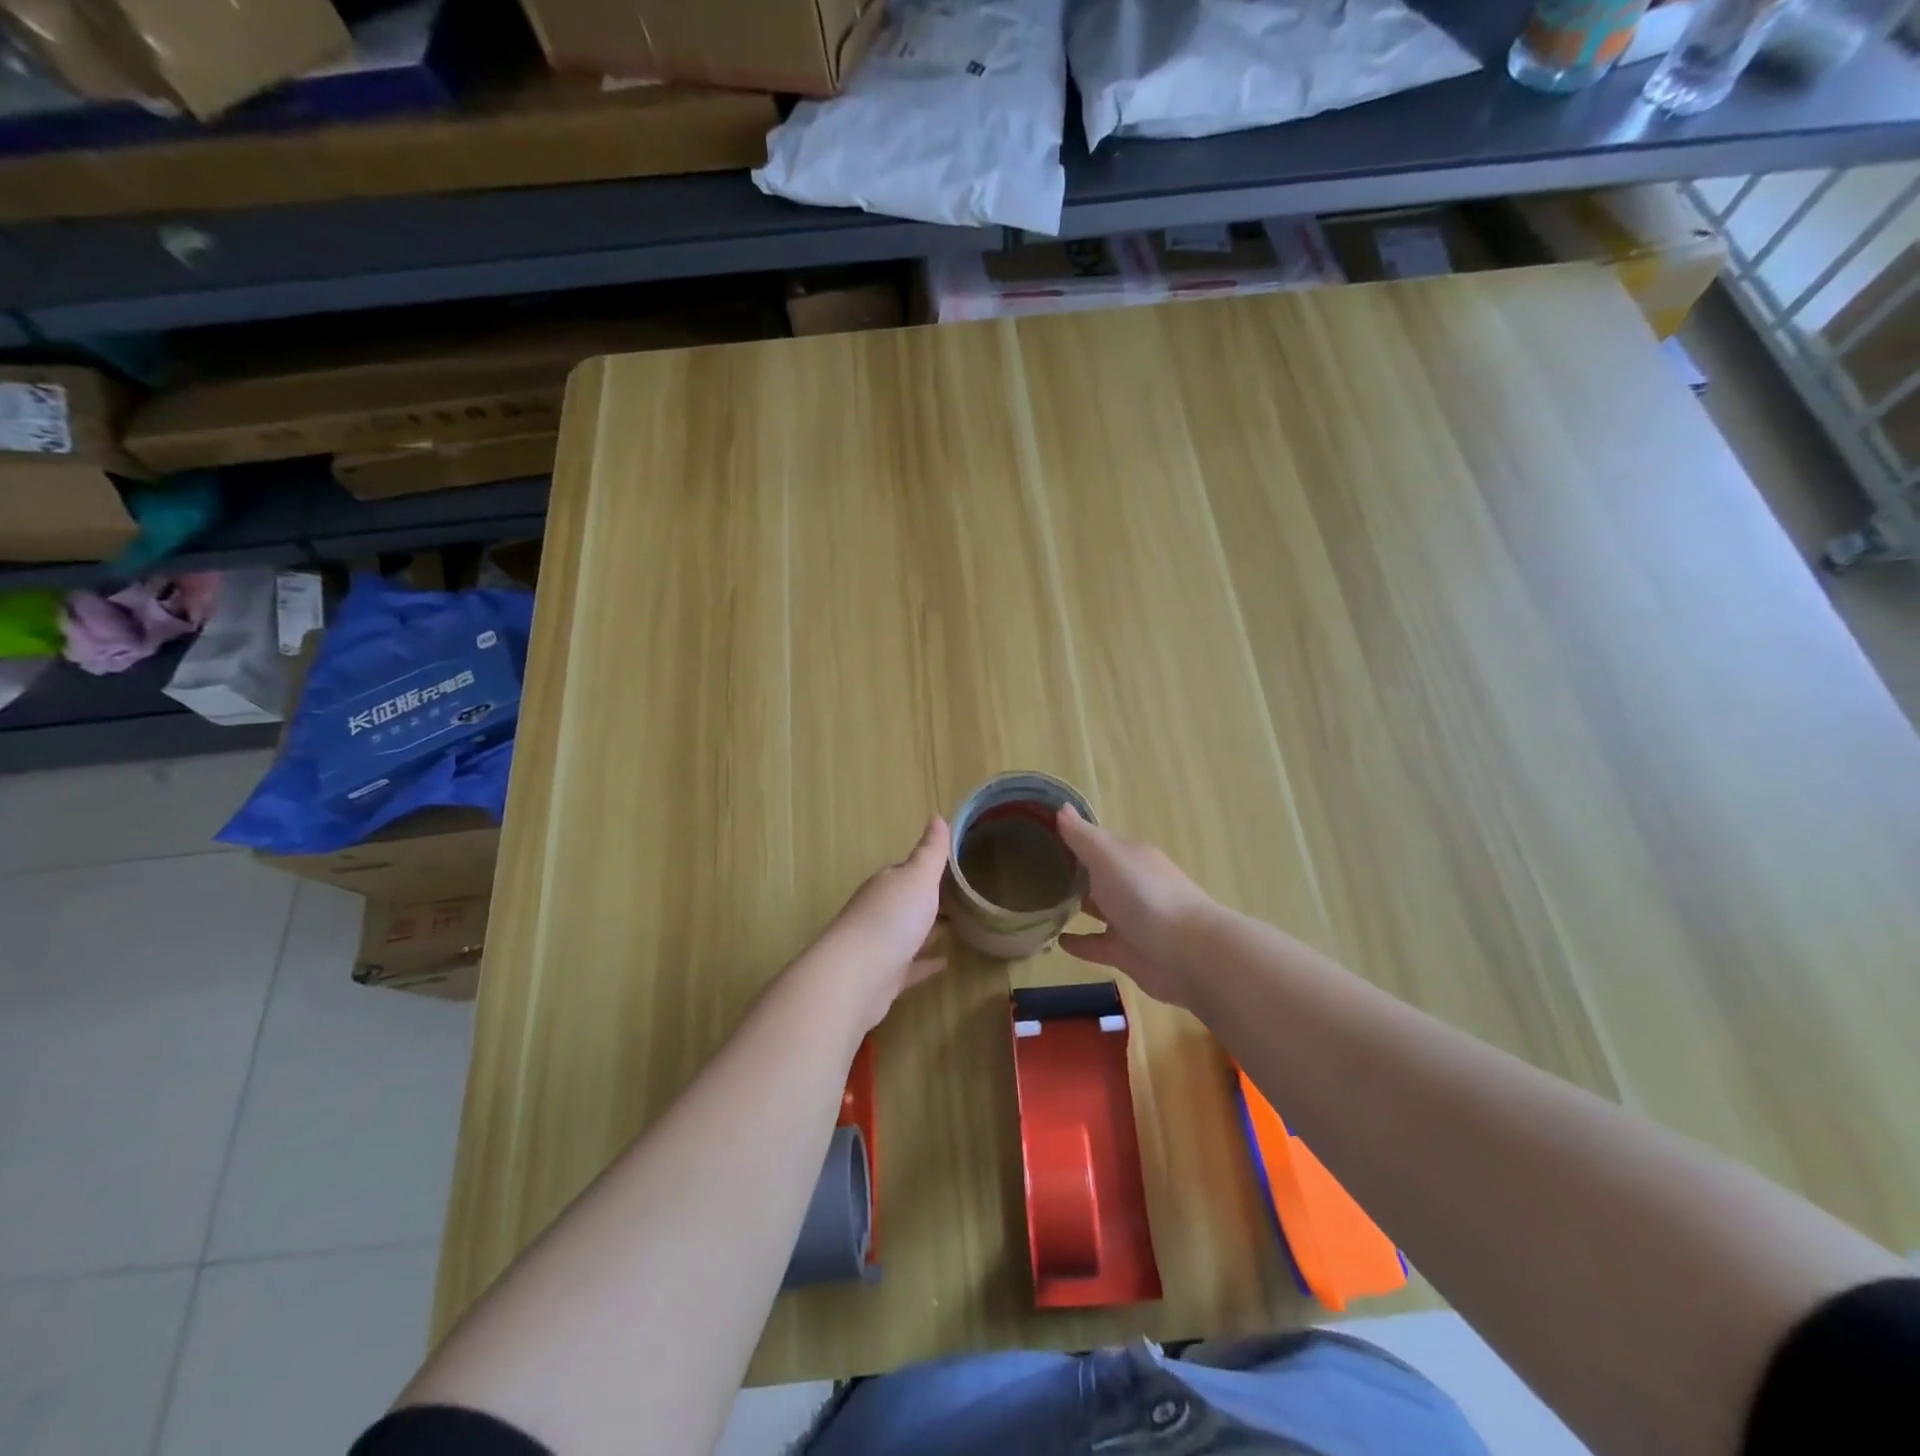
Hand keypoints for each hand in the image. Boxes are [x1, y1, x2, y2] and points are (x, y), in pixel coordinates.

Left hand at [810, 816, 949, 1031]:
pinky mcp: (884, 979)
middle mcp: (879, 912)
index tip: (956, 869)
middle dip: (930, 899)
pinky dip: (925, 963)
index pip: (907, 871)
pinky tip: (945, 963)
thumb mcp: (918, 877)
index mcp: (886, 885)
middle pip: (907, 902)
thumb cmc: (890, 919)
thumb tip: (937, 816)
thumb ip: (931, 851)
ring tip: (959, 927)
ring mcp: (879, 947)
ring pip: (908, 934)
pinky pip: (910, 967)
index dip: (929, 869)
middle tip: (964, 898)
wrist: (855, 978)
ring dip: (928, 930)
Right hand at [1056, 805, 1215, 1009]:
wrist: (1187, 953)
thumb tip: (1060, 807)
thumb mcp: (1108, 857)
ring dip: (1074, 905)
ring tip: (1038, 904)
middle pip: (1097, 874)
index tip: (1039, 835)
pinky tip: (1057, 941)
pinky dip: (1079, 942)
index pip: (1096, 841)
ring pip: (1096, 908)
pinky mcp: (1126, 952)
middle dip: (1071, 871)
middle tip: (1031, 869)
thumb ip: (1082, 836)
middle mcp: (1131, 884)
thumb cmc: (1144, 895)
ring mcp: (1130, 920)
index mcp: (1129, 856)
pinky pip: (1096, 944)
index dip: (1071, 837)